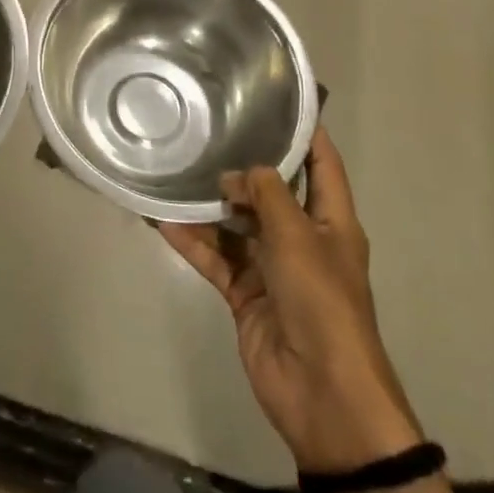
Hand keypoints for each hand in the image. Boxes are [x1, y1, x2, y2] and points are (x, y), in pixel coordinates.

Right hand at [160, 127, 420, 471]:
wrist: (322, 392)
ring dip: (207, 206)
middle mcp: (301, 239)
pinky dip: (192, 241)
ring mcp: (271, 267)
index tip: (274, 100)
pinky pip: (215, 258)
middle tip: (204, 132)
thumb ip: (265, 194)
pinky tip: (162, 220)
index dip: (304, 132)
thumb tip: (235, 174)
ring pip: (235, 225)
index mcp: (331, 221)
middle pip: (269, 192)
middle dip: (240, 167)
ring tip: (173, 172)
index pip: (321, 163)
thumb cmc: (322, 301)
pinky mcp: (245, 293)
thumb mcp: (297, 236)